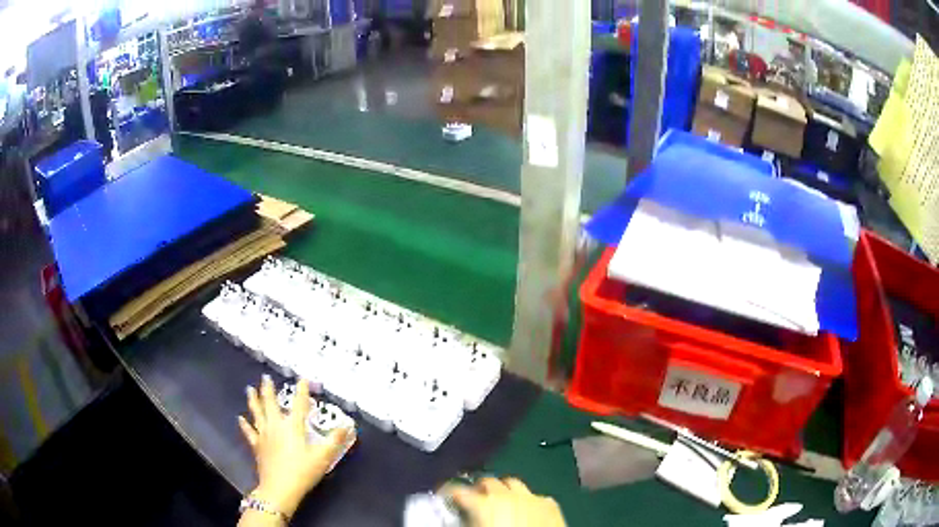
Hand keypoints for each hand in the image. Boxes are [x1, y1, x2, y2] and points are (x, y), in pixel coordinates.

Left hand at [238, 375, 351, 516]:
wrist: (280, 488)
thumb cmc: (303, 471)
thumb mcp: (323, 456)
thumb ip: (335, 440)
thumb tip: (348, 425)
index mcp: (293, 426)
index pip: (299, 404)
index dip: (302, 391)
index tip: (302, 378)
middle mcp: (276, 425)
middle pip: (271, 404)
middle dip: (269, 390)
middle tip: (265, 377)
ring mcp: (264, 435)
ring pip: (257, 413)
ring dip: (253, 400)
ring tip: (249, 388)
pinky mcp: (257, 446)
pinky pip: (249, 432)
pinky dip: (245, 424)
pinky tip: (240, 418)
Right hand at [442, 477, 565, 526]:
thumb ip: (465, 520)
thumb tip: (458, 517)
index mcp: (482, 503)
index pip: (457, 489)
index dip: (448, 492)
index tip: (445, 495)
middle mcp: (506, 494)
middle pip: (487, 481)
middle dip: (479, 488)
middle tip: (474, 499)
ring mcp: (531, 497)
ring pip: (513, 483)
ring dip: (504, 490)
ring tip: (500, 501)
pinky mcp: (550, 504)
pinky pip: (535, 495)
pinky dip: (528, 500)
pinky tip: (527, 510)